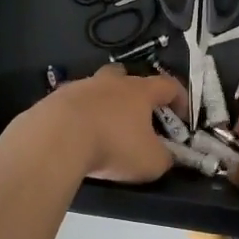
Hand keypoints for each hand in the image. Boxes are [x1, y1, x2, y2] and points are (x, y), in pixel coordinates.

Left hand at [18, 64, 187, 183]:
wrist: (56, 138)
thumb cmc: (112, 145)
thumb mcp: (150, 162)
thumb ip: (165, 158)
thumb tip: (166, 156)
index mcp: (139, 91)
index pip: (168, 85)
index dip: (180, 99)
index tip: (183, 117)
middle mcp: (111, 82)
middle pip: (127, 76)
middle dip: (134, 93)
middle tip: (137, 116)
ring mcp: (81, 86)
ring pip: (97, 88)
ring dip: (104, 104)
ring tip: (103, 130)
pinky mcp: (55, 98)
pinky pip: (73, 103)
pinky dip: (79, 116)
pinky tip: (77, 136)